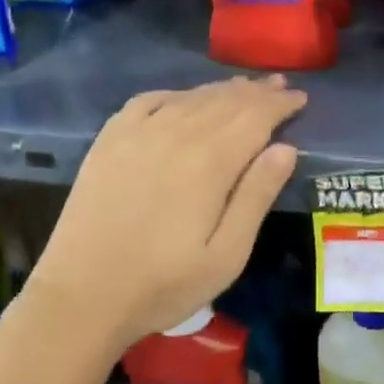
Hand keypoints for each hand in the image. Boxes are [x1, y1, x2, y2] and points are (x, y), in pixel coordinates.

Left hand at [25, 77, 305, 353]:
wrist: (82, 297)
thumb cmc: (164, 284)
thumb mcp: (227, 255)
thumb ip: (257, 196)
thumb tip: (285, 147)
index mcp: (210, 162)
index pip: (255, 117)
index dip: (280, 105)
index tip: (301, 98)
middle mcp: (176, 134)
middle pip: (226, 101)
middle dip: (257, 92)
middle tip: (280, 86)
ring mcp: (138, 133)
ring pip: (191, 97)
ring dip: (222, 89)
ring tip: (244, 87)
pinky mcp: (110, 140)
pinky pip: (148, 100)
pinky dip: (175, 93)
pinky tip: (184, 97)